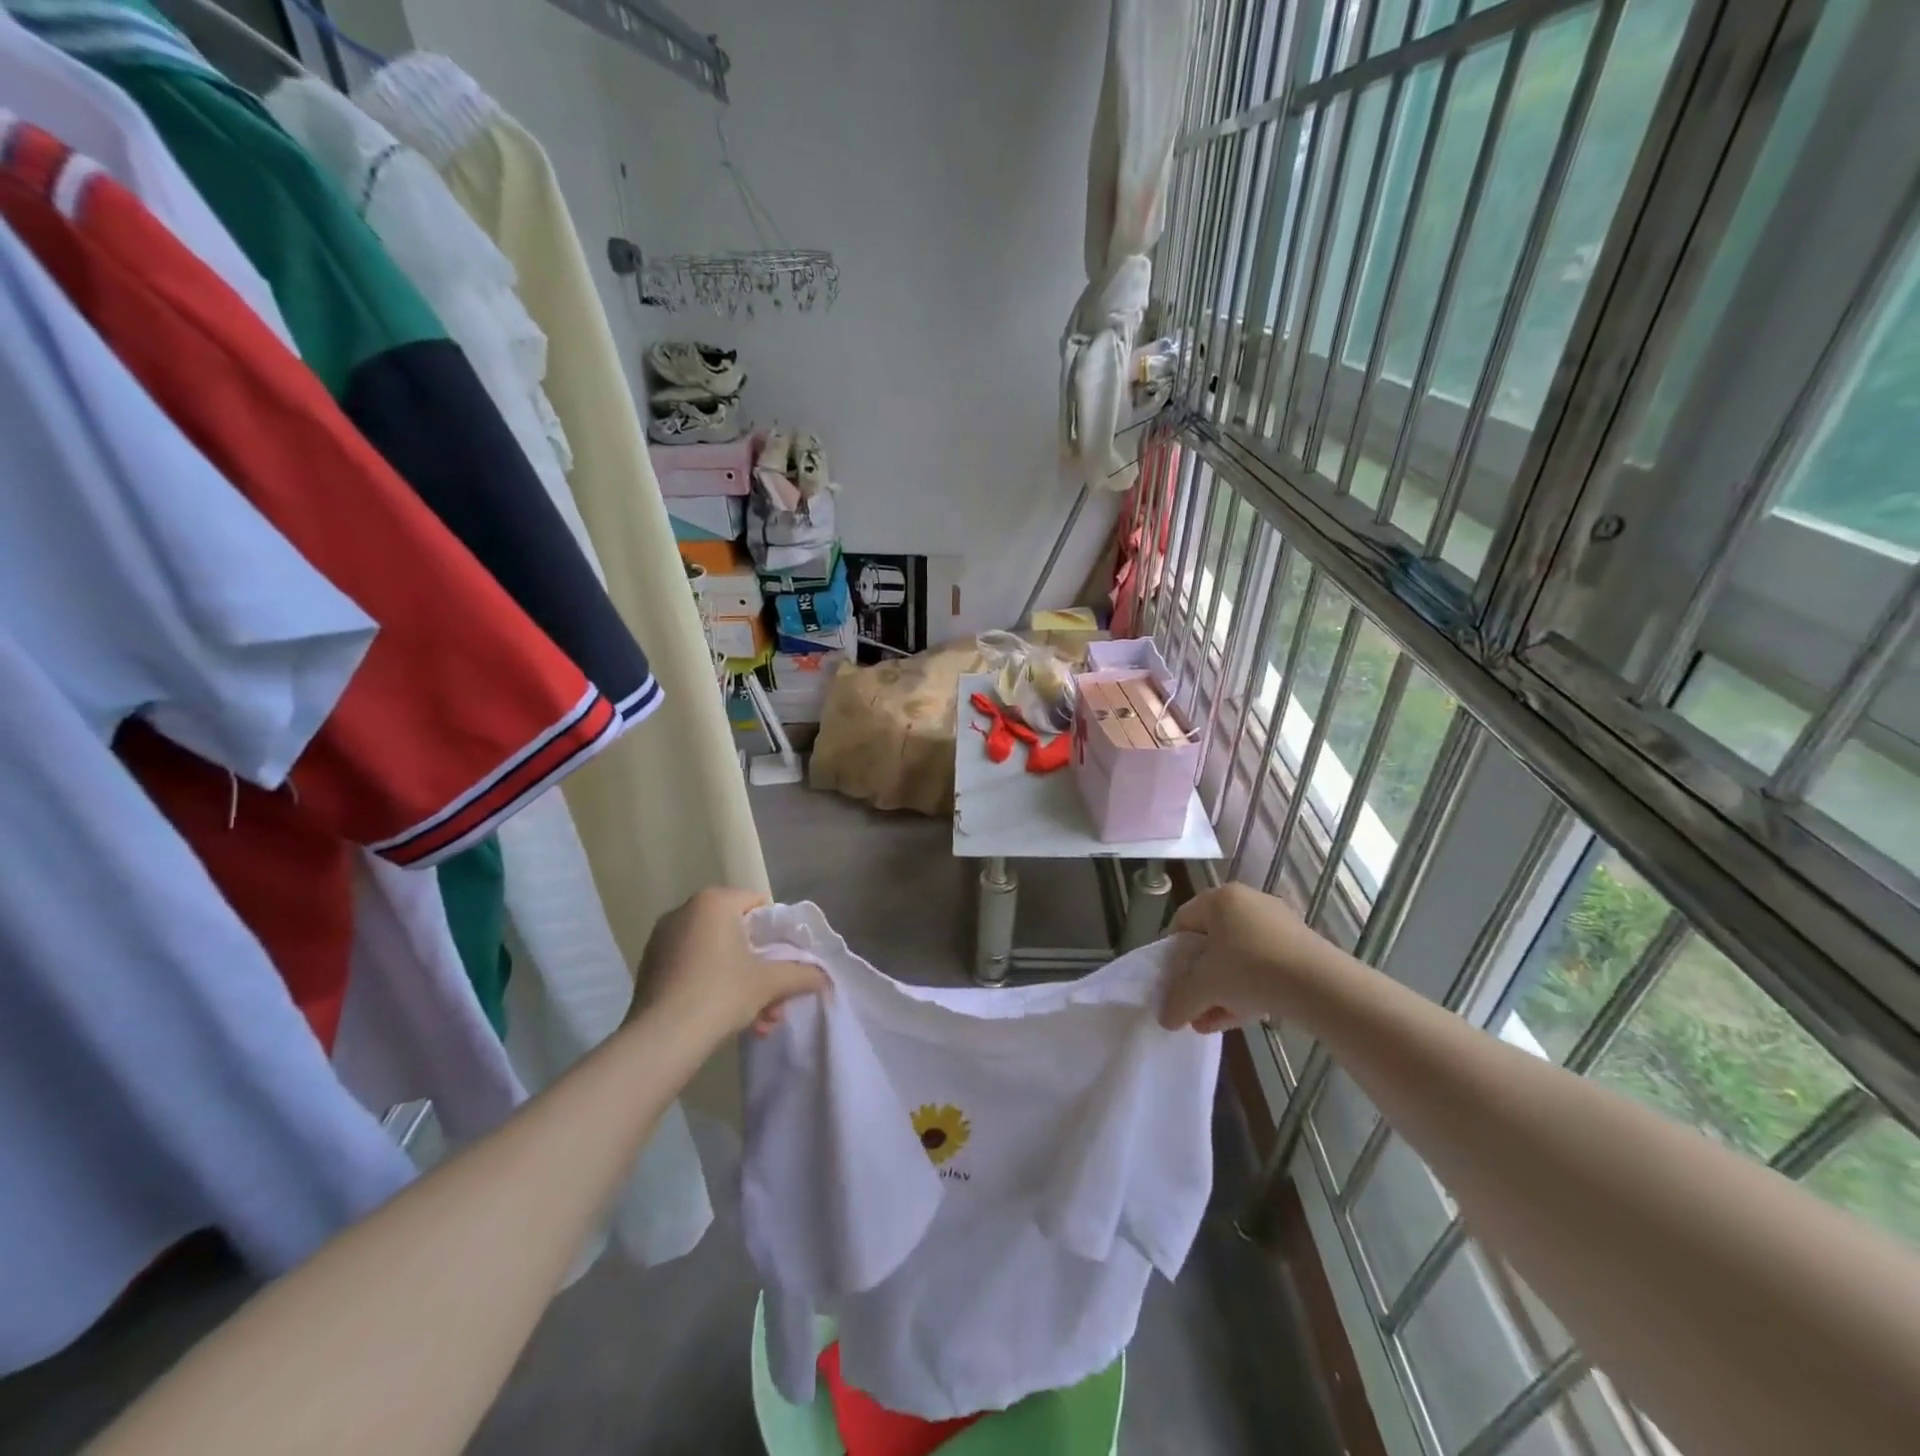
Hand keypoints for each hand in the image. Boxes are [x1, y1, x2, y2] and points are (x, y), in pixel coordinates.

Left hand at [632, 888, 827, 1040]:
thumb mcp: (770, 982)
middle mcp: (685, 911)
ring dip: (741, 984)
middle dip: (760, 968)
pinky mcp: (650, 968)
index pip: (758, 904)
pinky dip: (713, 987)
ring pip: (716, 956)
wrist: (661, 1039)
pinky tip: (729, 1021)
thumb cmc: (720, 994)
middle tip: (775, 998)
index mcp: (713, 902)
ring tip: (758, 1022)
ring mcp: (663, 940)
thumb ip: (801, 974)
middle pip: (738, 934)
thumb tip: (824, 977)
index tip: (784, 961)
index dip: (776, 933)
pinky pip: (694, 969)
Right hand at [1160, 883, 1341, 1032]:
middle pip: (1211, 943)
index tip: (1173, 984)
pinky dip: (1247, 988)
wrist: (1321, 985)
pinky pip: (1262, 966)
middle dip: (1199, 980)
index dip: (1172, 956)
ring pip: (1237, 958)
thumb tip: (1164, 1019)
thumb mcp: (1204, 987)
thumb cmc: (1250, 969)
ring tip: (1212, 1021)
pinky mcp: (1299, 947)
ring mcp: (1277, 924)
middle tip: (1193, 1007)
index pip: (1182, 922)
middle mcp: (1247, 902)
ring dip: (1221, 990)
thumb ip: (1179, 1000)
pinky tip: (1240, 1017)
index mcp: (1219, 898)